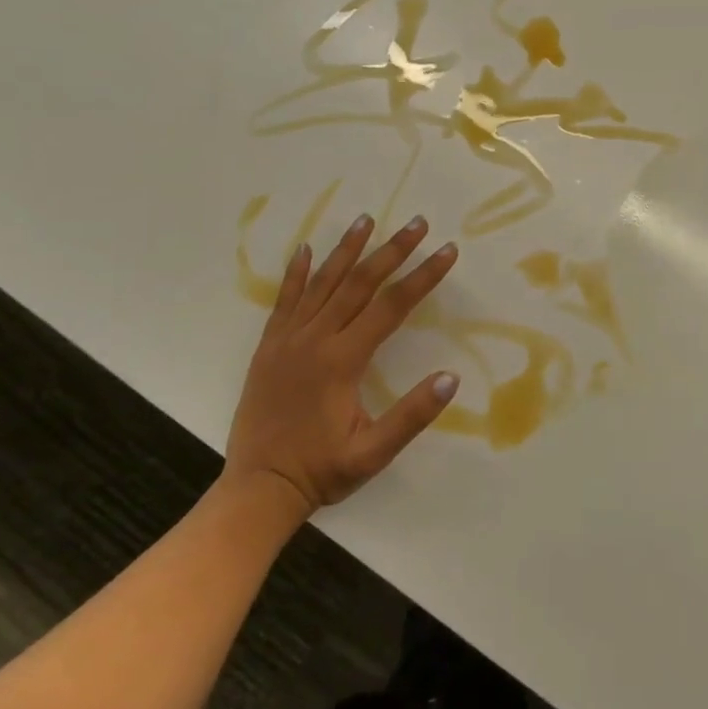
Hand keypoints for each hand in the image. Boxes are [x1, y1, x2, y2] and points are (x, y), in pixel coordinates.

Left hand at [226, 213, 459, 513]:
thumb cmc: (321, 471)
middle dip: (392, 250)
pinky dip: (296, 272)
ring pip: (322, 283)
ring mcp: (287, 340)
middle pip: (359, 283)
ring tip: (366, 219)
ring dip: (347, 250)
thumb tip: (450, 378)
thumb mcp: (374, 452)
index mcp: (343, 361)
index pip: (392, 306)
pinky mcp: (269, 347)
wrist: (257, 489)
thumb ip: (412, 416)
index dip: (422, 276)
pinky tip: (306, 248)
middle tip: (416, 222)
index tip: (447, 251)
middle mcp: (314, 340)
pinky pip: (285, 300)